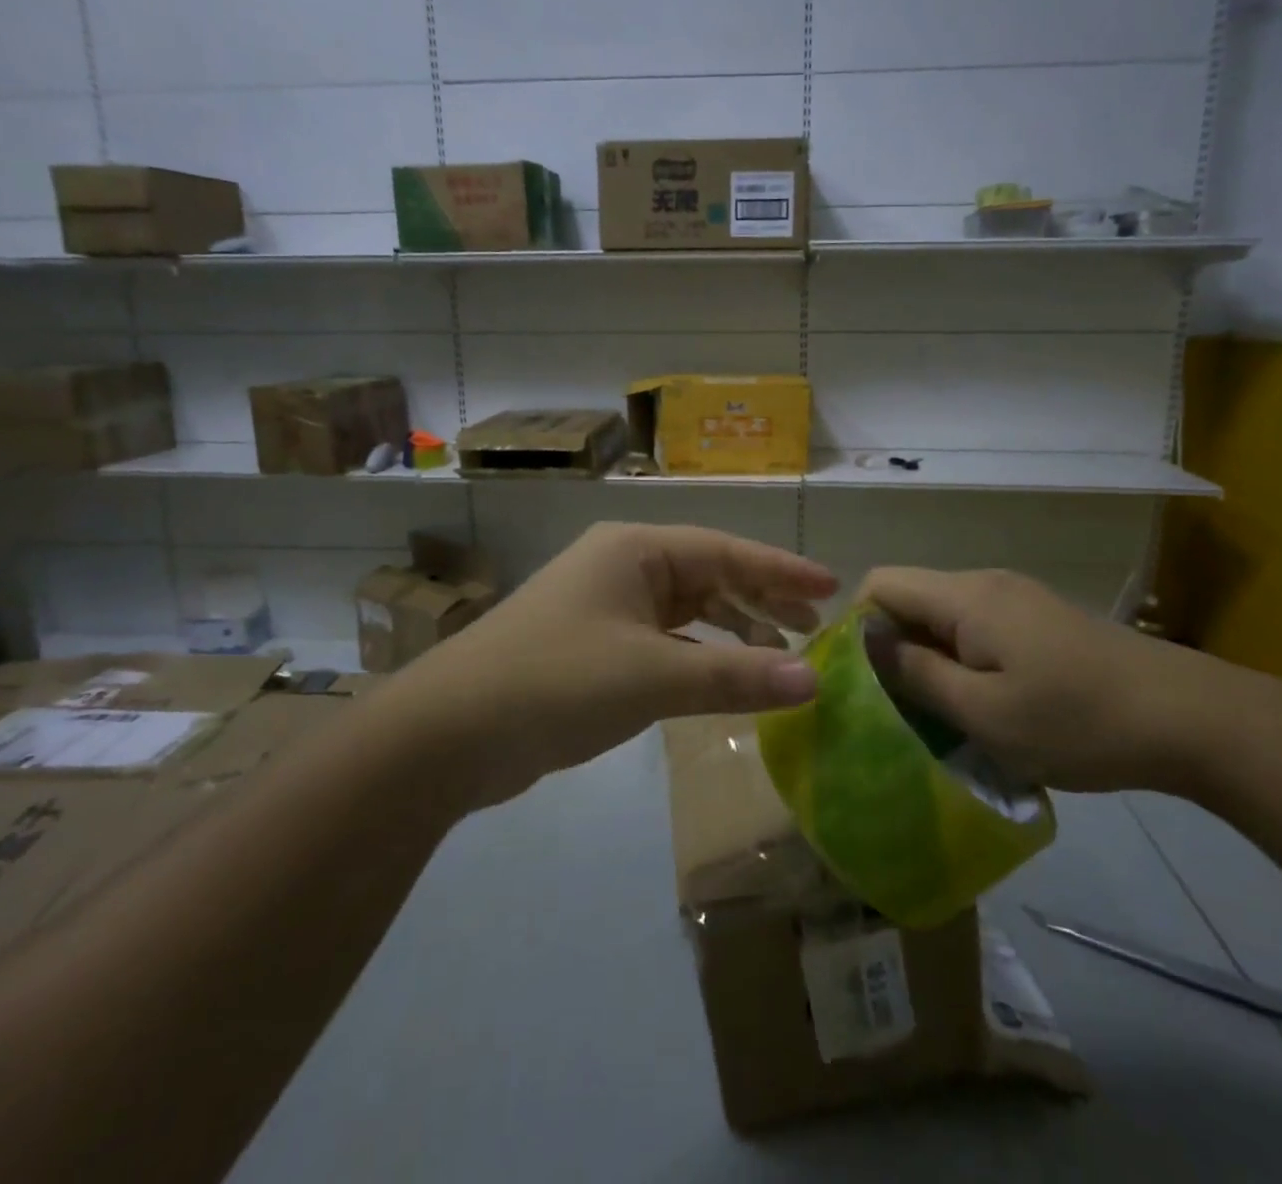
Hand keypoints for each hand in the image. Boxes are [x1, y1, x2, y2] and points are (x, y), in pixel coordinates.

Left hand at [412, 523, 836, 808]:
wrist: (450, 732)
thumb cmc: (556, 681)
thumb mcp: (652, 677)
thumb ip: (735, 678)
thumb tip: (814, 683)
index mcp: (636, 550)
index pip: (725, 551)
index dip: (781, 570)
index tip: (831, 588)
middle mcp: (623, 567)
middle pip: (709, 576)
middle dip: (762, 599)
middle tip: (814, 627)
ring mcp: (607, 607)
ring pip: (688, 611)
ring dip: (734, 631)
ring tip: (782, 655)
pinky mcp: (596, 647)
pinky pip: (665, 642)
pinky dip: (700, 657)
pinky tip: (727, 679)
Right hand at [857, 566, 1201, 793]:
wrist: (1191, 718)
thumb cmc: (1077, 721)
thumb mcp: (983, 713)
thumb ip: (915, 673)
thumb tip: (865, 642)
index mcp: (965, 597)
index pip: (879, 584)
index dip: (857, 626)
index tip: (862, 681)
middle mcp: (985, 583)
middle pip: (910, 598)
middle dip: (893, 648)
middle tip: (900, 709)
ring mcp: (1017, 598)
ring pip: (944, 617)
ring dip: (930, 659)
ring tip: (942, 714)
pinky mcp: (1040, 618)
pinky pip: (977, 628)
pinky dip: (963, 660)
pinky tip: (987, 704)